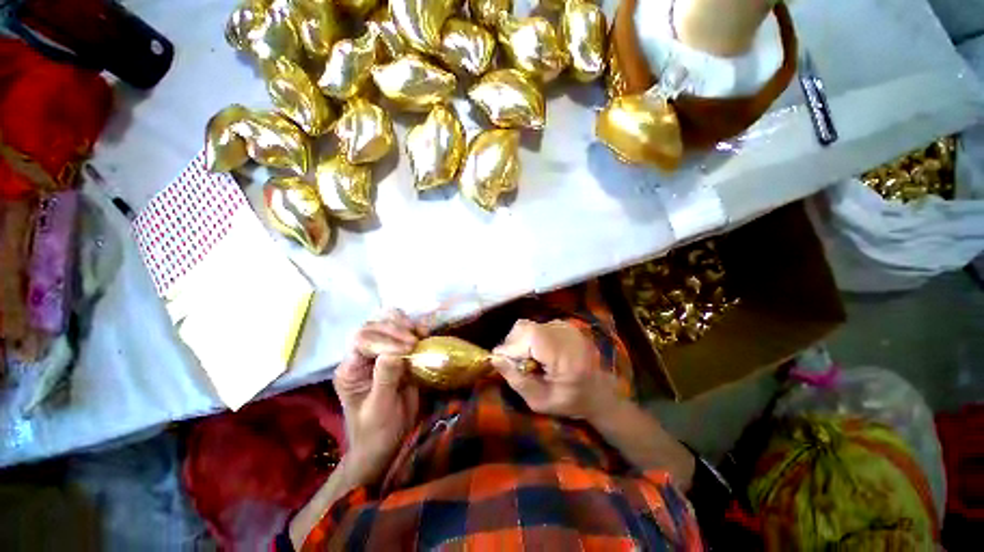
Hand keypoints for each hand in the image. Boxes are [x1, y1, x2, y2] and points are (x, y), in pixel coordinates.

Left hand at [333, 310, 426, 484]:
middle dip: (394, 328)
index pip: (361, 341)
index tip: (408, 349)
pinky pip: (402, 334)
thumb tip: (394, 352)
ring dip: (404, 325)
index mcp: (350, 370)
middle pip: (372, 327)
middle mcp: (362, 357)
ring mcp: (379, 354)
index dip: (385, 340)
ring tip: (421, 333)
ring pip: (386, 325)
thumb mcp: (380, 408)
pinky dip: (414, 330)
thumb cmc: (377, 431)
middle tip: (415, 340)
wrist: (385, 443)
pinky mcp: (396, 355)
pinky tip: (424, 334)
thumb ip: (385, 379)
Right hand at [491, 319, 622, 422]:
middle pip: (523, 328)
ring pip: (528, 326)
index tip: (503, 366)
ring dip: (520, 342)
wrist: (598, 392)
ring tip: (529, 361)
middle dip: (512, 345)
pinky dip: (530, 339)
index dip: (509, 350)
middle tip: (517, 366)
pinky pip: (537, 326)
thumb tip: (494, 357)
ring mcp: (565, 326)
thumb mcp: (539, 400)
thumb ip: (515, 379)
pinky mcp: (564, 324)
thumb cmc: (569, 402)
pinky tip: (539, 354)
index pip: (526, 337)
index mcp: (562, 353)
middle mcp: (564, 333)